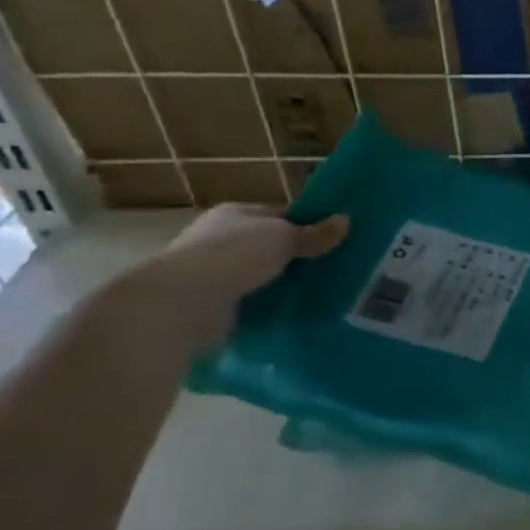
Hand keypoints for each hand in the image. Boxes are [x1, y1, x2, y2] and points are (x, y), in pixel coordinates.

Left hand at [127, 204, 348, 348]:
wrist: (184, 303)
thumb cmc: (233, 256)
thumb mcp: (282, 238)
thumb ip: (313, 234)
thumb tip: (345, 221)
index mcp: (234, 215)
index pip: (277, 216)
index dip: (305, 226)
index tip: (333, 242)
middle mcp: (220, 239)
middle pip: (269, 247)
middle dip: (296, 259)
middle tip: (333, 271)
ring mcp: (213, 273)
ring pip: (261, 276)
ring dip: (282, 285)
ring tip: (320, 295)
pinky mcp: (213, 305)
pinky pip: (251, 303)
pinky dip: (268, 308)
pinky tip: (294, 314)